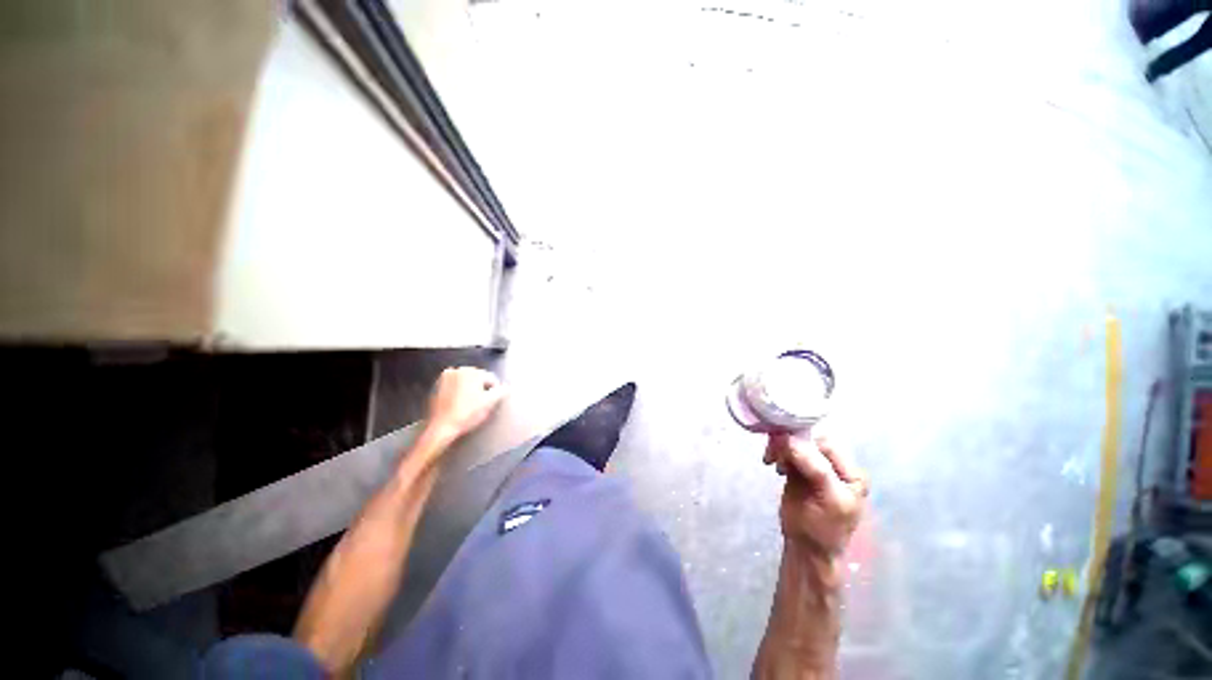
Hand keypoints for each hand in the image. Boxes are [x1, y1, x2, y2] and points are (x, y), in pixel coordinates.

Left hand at [425, 367, 505, 443]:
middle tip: (481, 404)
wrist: (442, 427)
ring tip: (470, 405)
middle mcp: (458, 370)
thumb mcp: (489, 403)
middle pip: (478, 378)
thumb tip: (507, 388)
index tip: (492, 401)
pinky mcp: (437, 386)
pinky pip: (454, 386)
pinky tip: (460, 404)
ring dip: (470, 390)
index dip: (495, 391)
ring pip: (466, 382)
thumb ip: (501, 392)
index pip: (491, 378)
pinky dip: (459, 392)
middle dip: (481, 389)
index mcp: (471, 371)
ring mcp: (445, 377)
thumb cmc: (466, 414)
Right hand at [764, 434, 866, 555]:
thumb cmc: (822, 529)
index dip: (804, 440)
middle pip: (810, 441)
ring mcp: (817, 467)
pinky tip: (773, 465)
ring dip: (781, 448)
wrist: (806, 549)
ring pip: (796, 444)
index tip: (781, 444)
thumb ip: (816, 468)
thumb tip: (790, 439)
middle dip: (790, 444)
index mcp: (851, 473)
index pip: (827, 444)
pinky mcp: (799, 469)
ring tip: (771, 461)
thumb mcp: (827, 499)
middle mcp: (836, 466)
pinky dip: (778, 453)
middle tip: (772, 453)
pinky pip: (788, 452)